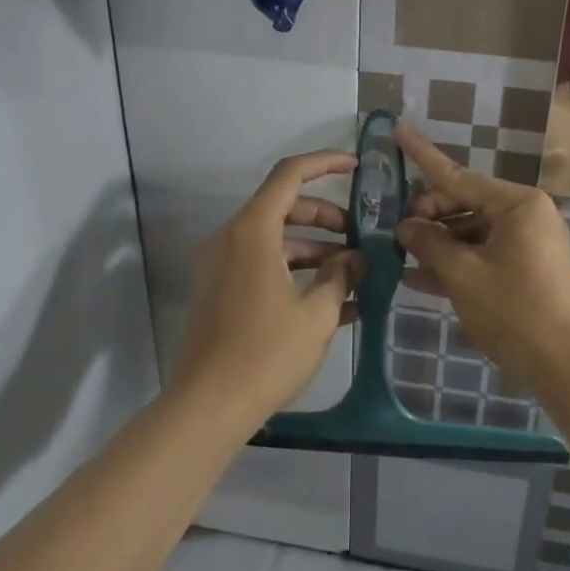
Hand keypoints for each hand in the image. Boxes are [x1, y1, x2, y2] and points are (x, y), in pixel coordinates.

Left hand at [172, 151, 363, 422]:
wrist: (208, 407)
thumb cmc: (266, 353)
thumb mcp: (317, 313)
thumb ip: (341, 276)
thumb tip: (356, 258)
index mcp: (252, 231)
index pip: (289, 175)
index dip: (324, 163)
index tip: (356, 167)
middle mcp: (232, 238)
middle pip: (285, 208)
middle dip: (327, 219)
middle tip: (362, 238)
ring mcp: (222, 266)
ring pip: (276, 241)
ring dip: (316, 251)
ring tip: (356, 277)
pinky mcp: (221, 291)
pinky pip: (264, 267)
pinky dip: (296, 274)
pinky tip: (335, 304)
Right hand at [393, 123, 569, 390]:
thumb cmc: (516, 312)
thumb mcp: (463, 275)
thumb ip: (429, 243)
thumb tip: (405, 225)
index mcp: (518, 203)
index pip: (457, 175)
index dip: (422, 155)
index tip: (398, 130)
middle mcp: (528, 214)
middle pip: (465, 204)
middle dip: (428, 216)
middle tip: (394, 233)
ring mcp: (531, 243)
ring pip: (473, 232)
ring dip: (439, 243)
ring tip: (399, 255)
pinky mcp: (530, 270)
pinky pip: (486, 255)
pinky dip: (458, 263)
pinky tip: (420, 278)